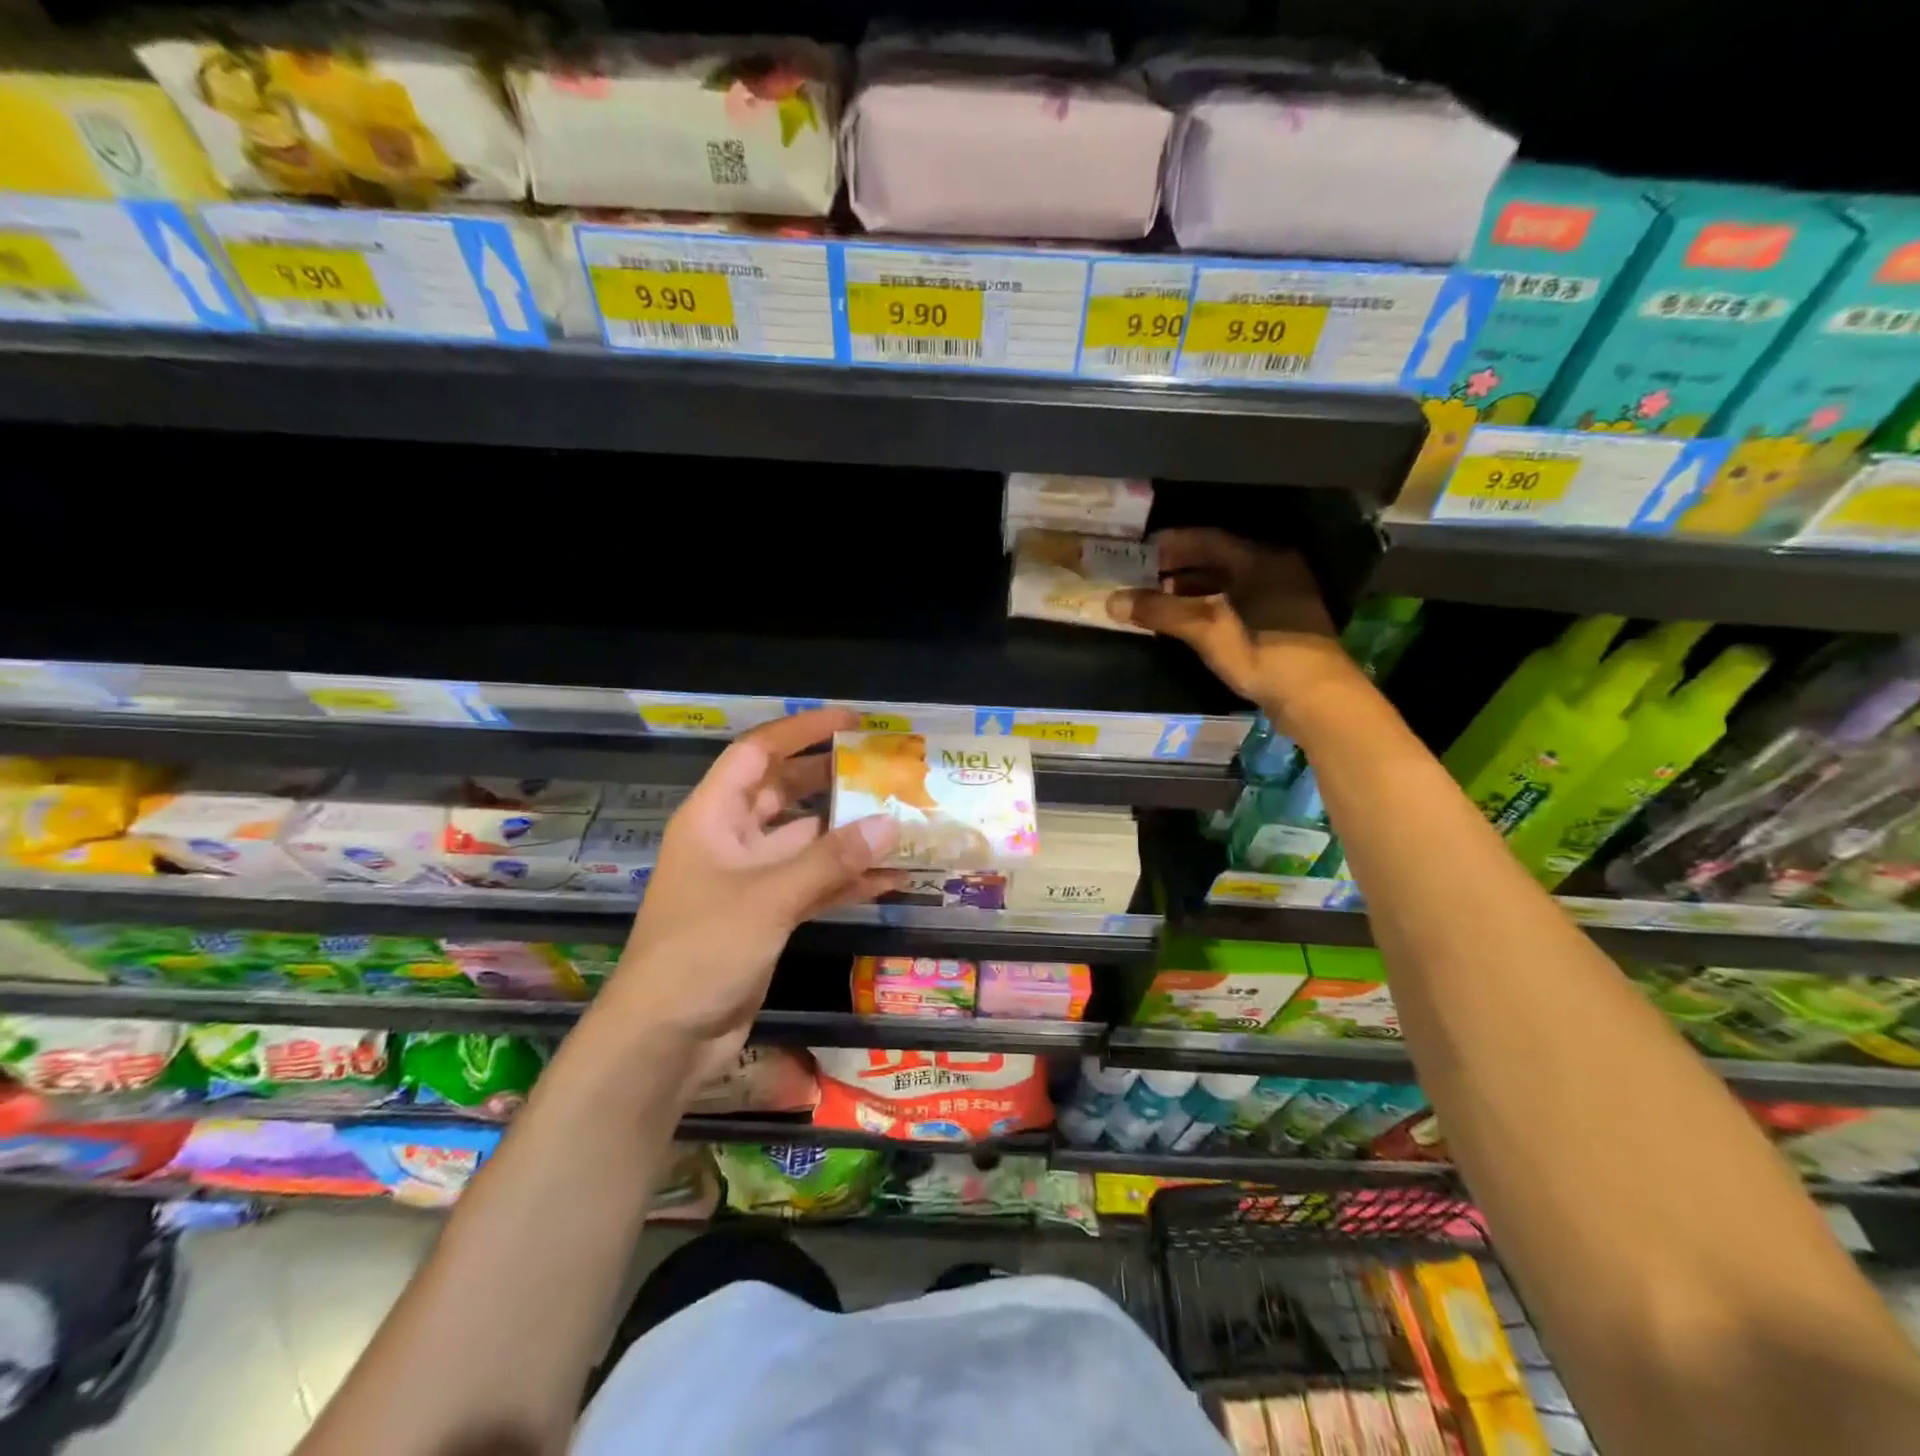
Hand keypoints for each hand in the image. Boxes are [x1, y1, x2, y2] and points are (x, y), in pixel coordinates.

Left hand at [594, 708, 899, 1087]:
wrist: (665, 1037)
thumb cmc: (702, 950)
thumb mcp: (769, 897)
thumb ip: (831, 859)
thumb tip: (890, 823)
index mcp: (713, 816)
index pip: (757, 753)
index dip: (802, 730)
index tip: (851, 722)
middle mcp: (732, 839)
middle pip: (785, 792)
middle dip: (832, 779)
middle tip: (885, 768)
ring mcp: (751, 878)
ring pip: (806, 841)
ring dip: (847, 834)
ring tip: (900, 819)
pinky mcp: (768, 915)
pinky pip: (813, 884)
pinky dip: (847, 880)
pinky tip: (891, 879)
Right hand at [1108, 528, 1359, 725]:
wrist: (1317, 698)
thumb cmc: (1264, 653)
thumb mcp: (1207, 630)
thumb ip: (1162, 611)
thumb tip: (1113, 600)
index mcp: (1261, 559)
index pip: (1208, 539)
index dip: (1172, 544)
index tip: (1141, 551)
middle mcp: (1274, 569)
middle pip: (1218, 559)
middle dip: (1179, 567)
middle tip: (1144, 575)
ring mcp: (1281, 596)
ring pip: (1228, 582)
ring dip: (1193, 588)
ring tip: (1159, 599)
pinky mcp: (1281, 623)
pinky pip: (1237, 601)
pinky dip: (1210, 605)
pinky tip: (1188, 621)